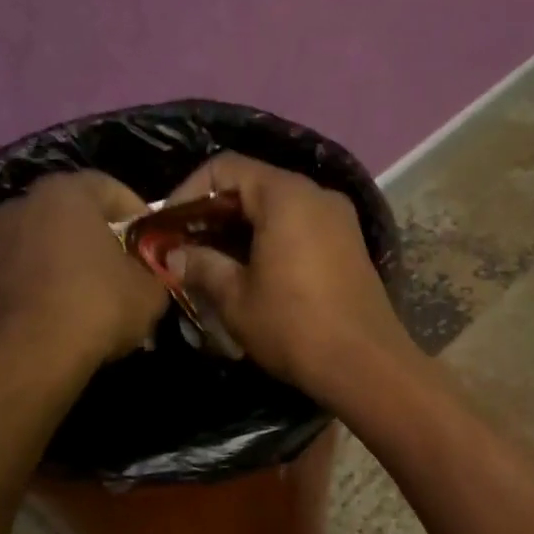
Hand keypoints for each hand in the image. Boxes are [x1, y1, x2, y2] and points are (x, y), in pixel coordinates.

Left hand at [0, 171, 168, 372]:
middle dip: (101, 239)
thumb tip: (152, 274)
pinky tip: (68, 318)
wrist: (30, 357)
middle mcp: (22, 205)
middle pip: (73, 215)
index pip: (110, 187)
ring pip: (47, 246)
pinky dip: (47, 288)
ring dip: (71, 264)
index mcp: (65, 193)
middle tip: (127, 270)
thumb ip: (155, 272)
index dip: (138, 214)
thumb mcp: (150, 292)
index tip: (154, 244)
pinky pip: (27, 276)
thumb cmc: (97, 307)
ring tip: (96, 300)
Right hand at [163, 154, 415, 398]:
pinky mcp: (351, 247)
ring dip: (242, 231)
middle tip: (185, 248)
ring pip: (279, 210)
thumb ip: (202, 266)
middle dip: (214, 215)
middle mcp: (317, 195)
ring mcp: (340, 221)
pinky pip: (302, 230)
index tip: (167, 227)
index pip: (226, 167)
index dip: (188, 192)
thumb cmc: (294, 327)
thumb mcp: (236, 299)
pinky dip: (272, 242)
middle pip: (254, 186)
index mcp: (286, 195)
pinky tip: (253, 275)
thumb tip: (175, 255)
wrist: (366, 366)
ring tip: (214, 265)